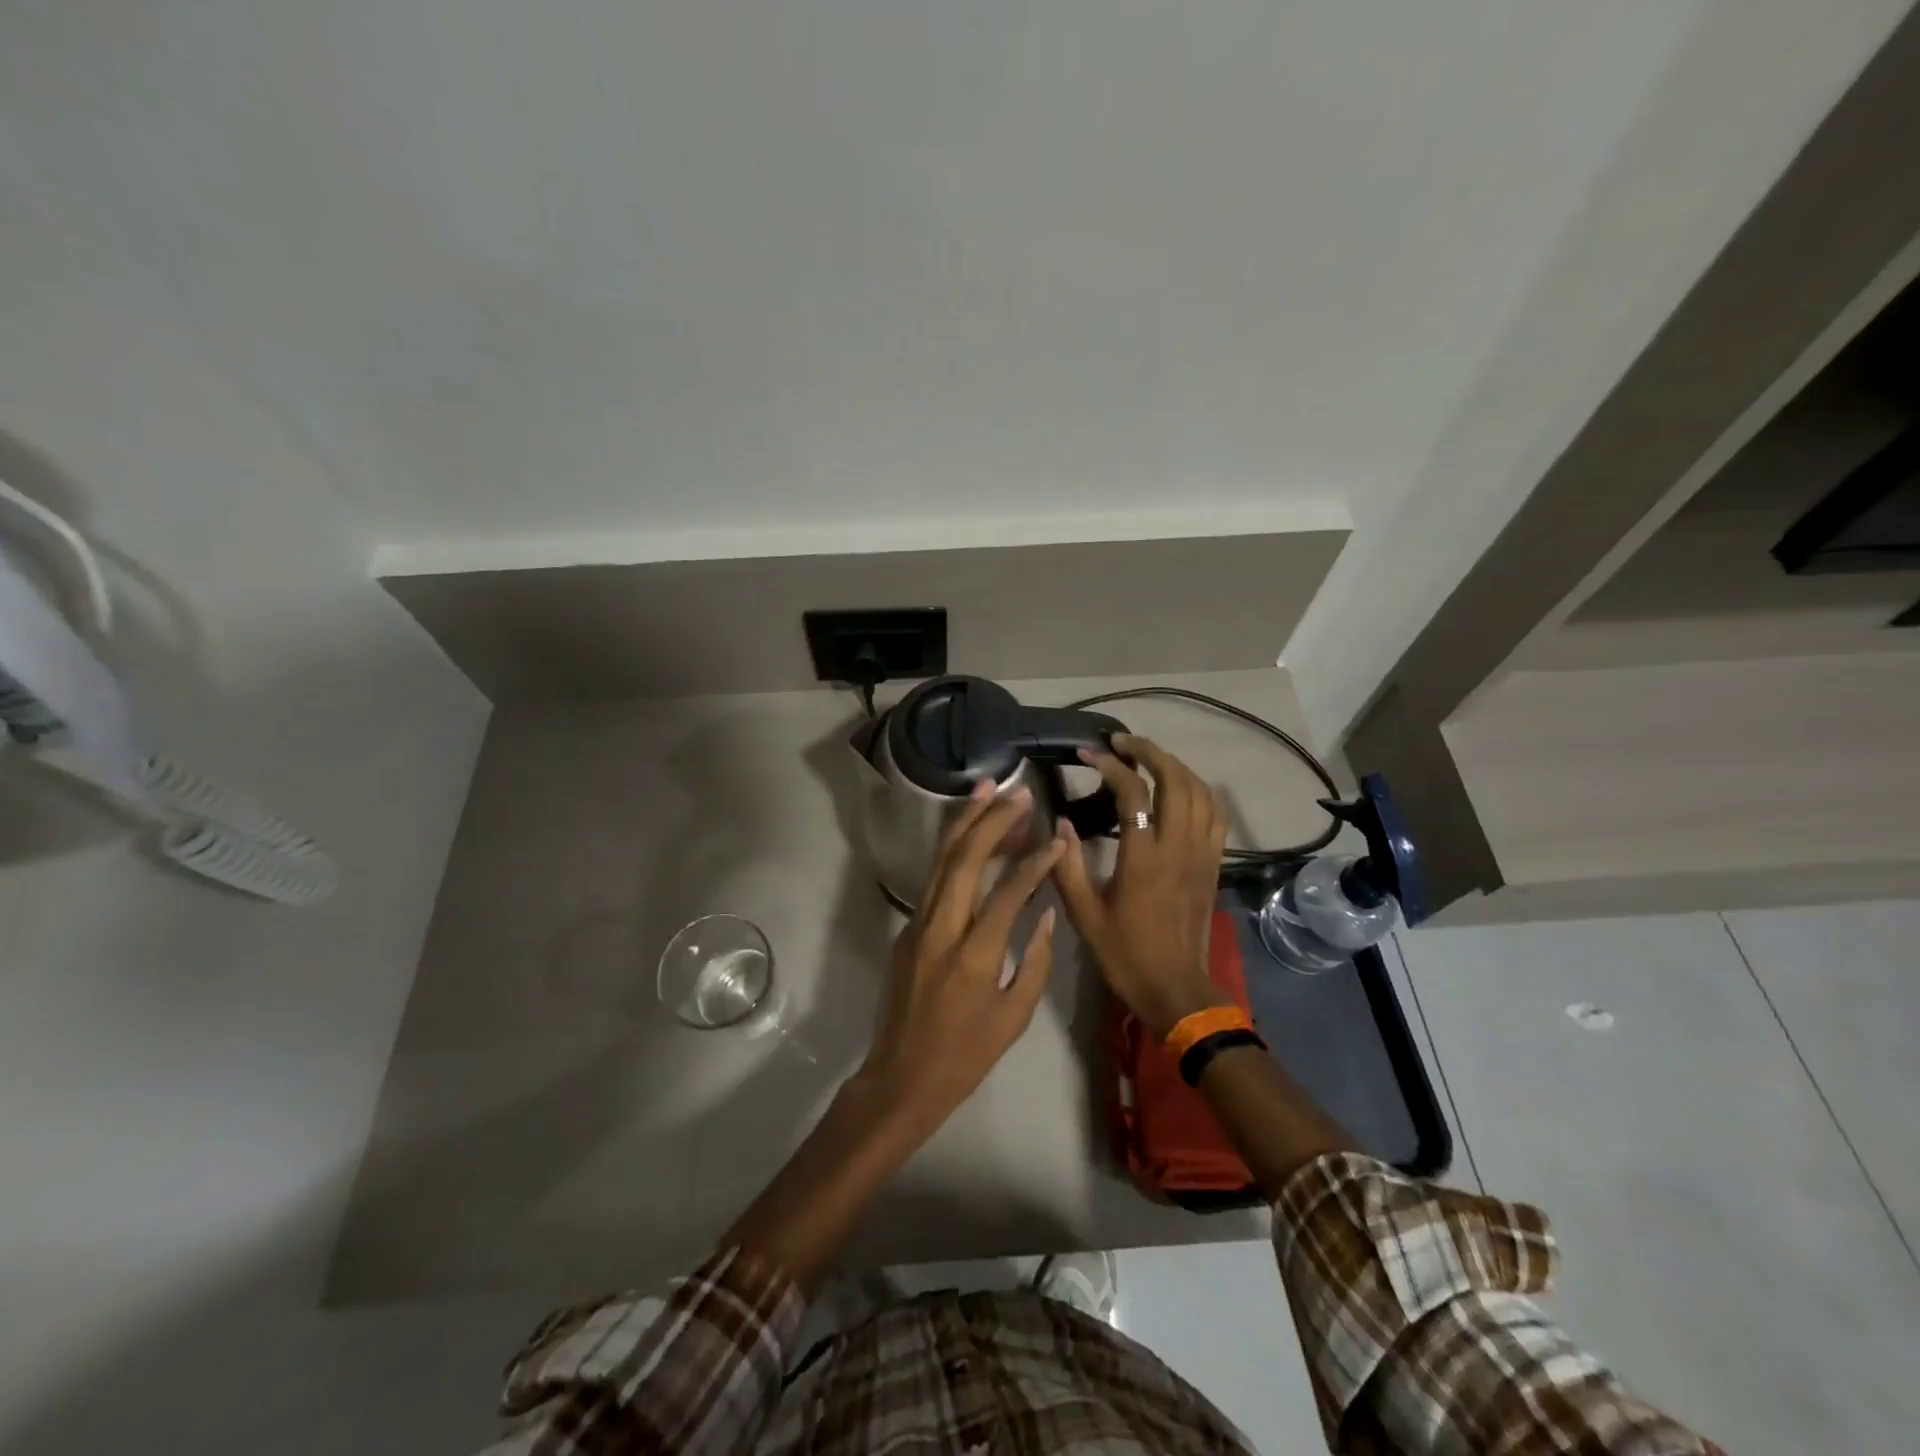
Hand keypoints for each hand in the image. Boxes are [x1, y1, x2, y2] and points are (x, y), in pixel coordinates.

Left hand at [858, 780, 1064, 1137]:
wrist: (901, 1077)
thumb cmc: (966, 1056)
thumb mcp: (1014, 1016)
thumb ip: (1035, 960)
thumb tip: (1045, 910)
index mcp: (973, 956)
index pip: (1007, 893)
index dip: (1034, 862)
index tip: (1055, 837)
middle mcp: (940, 930)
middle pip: (963, 859)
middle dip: (991, 820)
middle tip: (1018, 794)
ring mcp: (917, 925)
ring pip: (940, 861)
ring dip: (964, 822)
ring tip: (987, 790)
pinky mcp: (906, 928)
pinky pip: (933, 879)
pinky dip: (953, 850)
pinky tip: (969, 833)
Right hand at [1052, 735, 1228, 1036]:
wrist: (1176, 989)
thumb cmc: (1125, 953)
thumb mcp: (1083, 914)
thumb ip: (1068, 865)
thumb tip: (1060, 822)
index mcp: (1144, 858)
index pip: (1133, 793)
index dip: (1110, 765)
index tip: (1088, 754)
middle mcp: (1178, 847)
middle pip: (1175, 779)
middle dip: (1149, 751)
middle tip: (1121, 741)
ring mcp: (1202, 854)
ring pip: (1199, 791)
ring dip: (1174, 765)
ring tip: (1148, 757)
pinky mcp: (1213, 863)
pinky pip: (1215, 813)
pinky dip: (1198, 790)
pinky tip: (1180, 787)